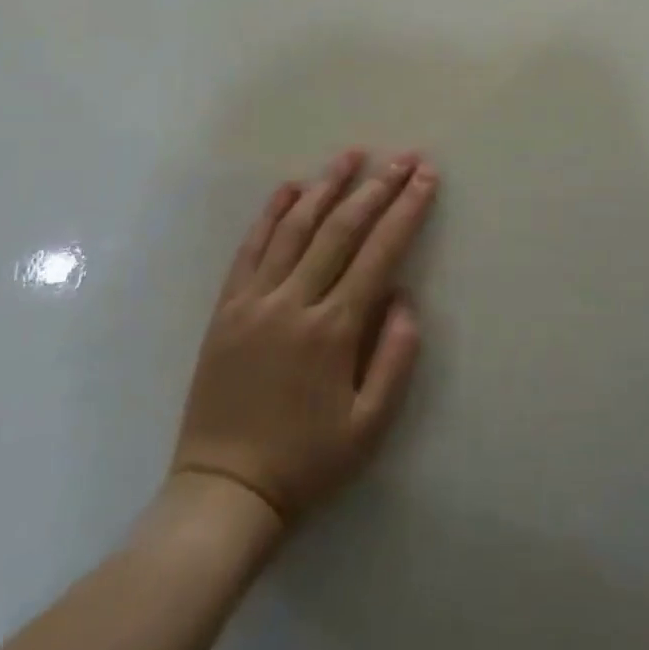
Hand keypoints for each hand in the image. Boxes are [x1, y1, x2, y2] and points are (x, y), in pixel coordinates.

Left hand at [169, 149, 437, 530]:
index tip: (425, 176)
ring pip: (294, 228)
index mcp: (333, 330)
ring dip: (326, 187)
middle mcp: (294, 302)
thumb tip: (403, 297)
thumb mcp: (369, 426)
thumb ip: (395, 358)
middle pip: (340, 229)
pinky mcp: (226, 309)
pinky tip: (289, 188)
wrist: (223, 494)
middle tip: (401, 157)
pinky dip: (270, 215)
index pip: (379, 252)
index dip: (406, 210)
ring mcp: (254, 301)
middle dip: (376, 188)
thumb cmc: (306, 462)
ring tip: (351, 156)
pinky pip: (250, 250)